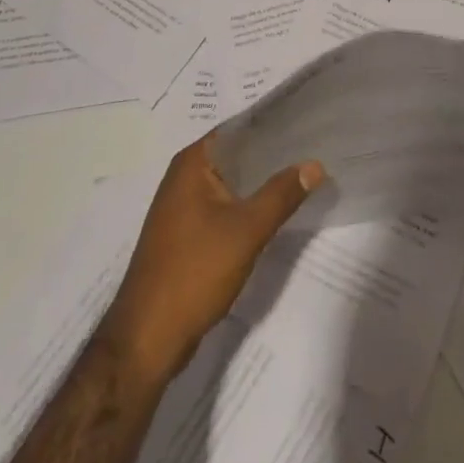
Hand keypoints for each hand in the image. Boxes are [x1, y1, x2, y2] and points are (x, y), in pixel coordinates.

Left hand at [98, 135, 323, 384]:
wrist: (148, 338)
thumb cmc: (195, 271)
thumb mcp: (247, 230)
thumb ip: (282, 194)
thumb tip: (315, 163)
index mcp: (192, 162)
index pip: (239, 128)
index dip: (273, 124)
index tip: (307, 124)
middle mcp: (183, 176)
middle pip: (236, 155)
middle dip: (271, 156)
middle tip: (313, 150)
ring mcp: (181, 207)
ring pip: (231, 183)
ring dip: (260, 183)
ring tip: (301, 177)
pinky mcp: (185, 234)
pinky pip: (223, 207)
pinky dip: (246, 206)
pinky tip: (273, 213)